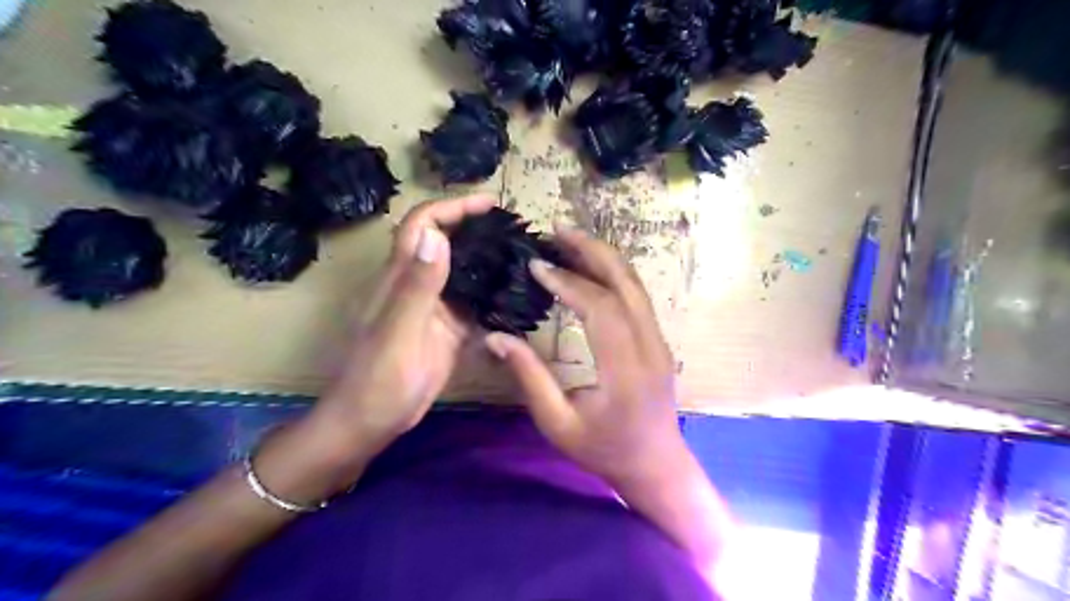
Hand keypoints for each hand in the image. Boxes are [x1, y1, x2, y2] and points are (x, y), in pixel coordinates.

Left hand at [307, 198, 495, 454]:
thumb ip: (416, 286)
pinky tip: (515, 295)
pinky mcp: (447, 331)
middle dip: (477, 229)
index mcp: (399, 277)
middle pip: (446, 243)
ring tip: (523, 256)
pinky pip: (473, 304)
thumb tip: (436, 235)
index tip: (490, 203)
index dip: (452, 208)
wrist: (370, 423)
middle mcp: (418, 285)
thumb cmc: (377, 380)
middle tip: (516, 229)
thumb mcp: (398, 332)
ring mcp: (434, 309)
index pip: (423, 225)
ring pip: (463, 273)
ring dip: (487, 260)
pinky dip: (492, 295)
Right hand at [485, 224, 684, 486]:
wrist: (656, 465)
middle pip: (625, 283)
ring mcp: (659, 340)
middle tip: (556, 231)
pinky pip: (637, 296)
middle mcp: (650, 346)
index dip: (567, 282)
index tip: (536, 266)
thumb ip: (529, 377)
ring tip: (570, 240)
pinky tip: (590, 267)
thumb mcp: (557, 423)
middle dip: (590, 251)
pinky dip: (613, 274)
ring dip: (603, 257)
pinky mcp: (658, 339)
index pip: (600, 308)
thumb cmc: (604, 451)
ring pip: (635, 284)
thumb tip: (497, 338)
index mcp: (625, 370)